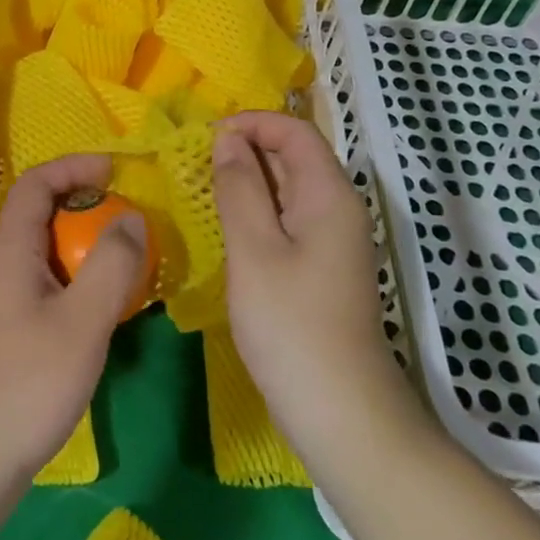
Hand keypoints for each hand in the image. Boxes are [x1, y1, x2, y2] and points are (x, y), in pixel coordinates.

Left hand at [0, 152, 147, 491]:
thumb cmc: (23, 385)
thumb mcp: (81, 323)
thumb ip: (111, 267)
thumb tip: (131, 219)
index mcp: (11, 248)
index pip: (36, 182)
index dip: (74, 166)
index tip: (114, 170)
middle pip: (40, 214)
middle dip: (85, 207)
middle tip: (127, 223)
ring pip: (43, 252)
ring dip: (81, 247)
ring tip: (122, 265)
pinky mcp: (2, 333)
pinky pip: (42, 284)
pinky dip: (73, 281)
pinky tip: (95, 313)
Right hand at [213, 112, 417, 470]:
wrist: (343, 416)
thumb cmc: (293, 326)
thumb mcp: (254, 249)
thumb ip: (239, 187)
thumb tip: (227, 140)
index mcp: (329, 194)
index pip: (294, 130)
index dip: (252, 123)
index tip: (207, 138)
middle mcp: (337, 207)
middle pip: (293, 155)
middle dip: (245, 148)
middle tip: (195, 164)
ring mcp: (332, 239)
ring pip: (288, 187)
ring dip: (248, 180)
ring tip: (204, 190)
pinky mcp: (321, 266)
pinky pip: (287, 217)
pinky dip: (256, 210)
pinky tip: (227, 227)